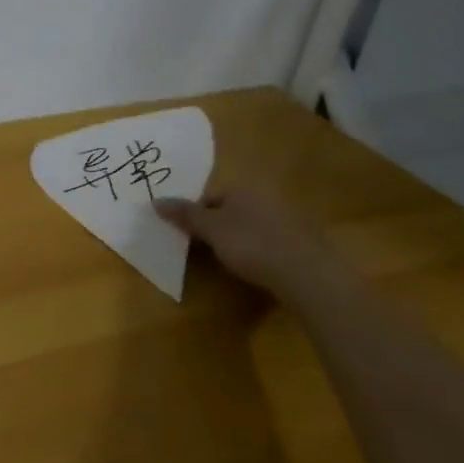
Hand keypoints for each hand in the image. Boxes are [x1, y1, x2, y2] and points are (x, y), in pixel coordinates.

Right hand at [155, 188, 336, 298]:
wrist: (308, 274)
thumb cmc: (252, 245)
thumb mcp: (211, 230)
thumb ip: (184, 215)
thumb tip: (155, 200)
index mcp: (244, 188)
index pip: (208, 196)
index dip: (193, 215)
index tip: (186, 237)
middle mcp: (266, 196)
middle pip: (229, 209)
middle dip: (215, 227)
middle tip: (203, 250)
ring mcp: (288, 218)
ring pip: (250, 225)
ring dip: (237, 239)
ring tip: (229, 262)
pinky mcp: (302, 241)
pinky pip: (270, 240)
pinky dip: (258, 251)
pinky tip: (256, 268)